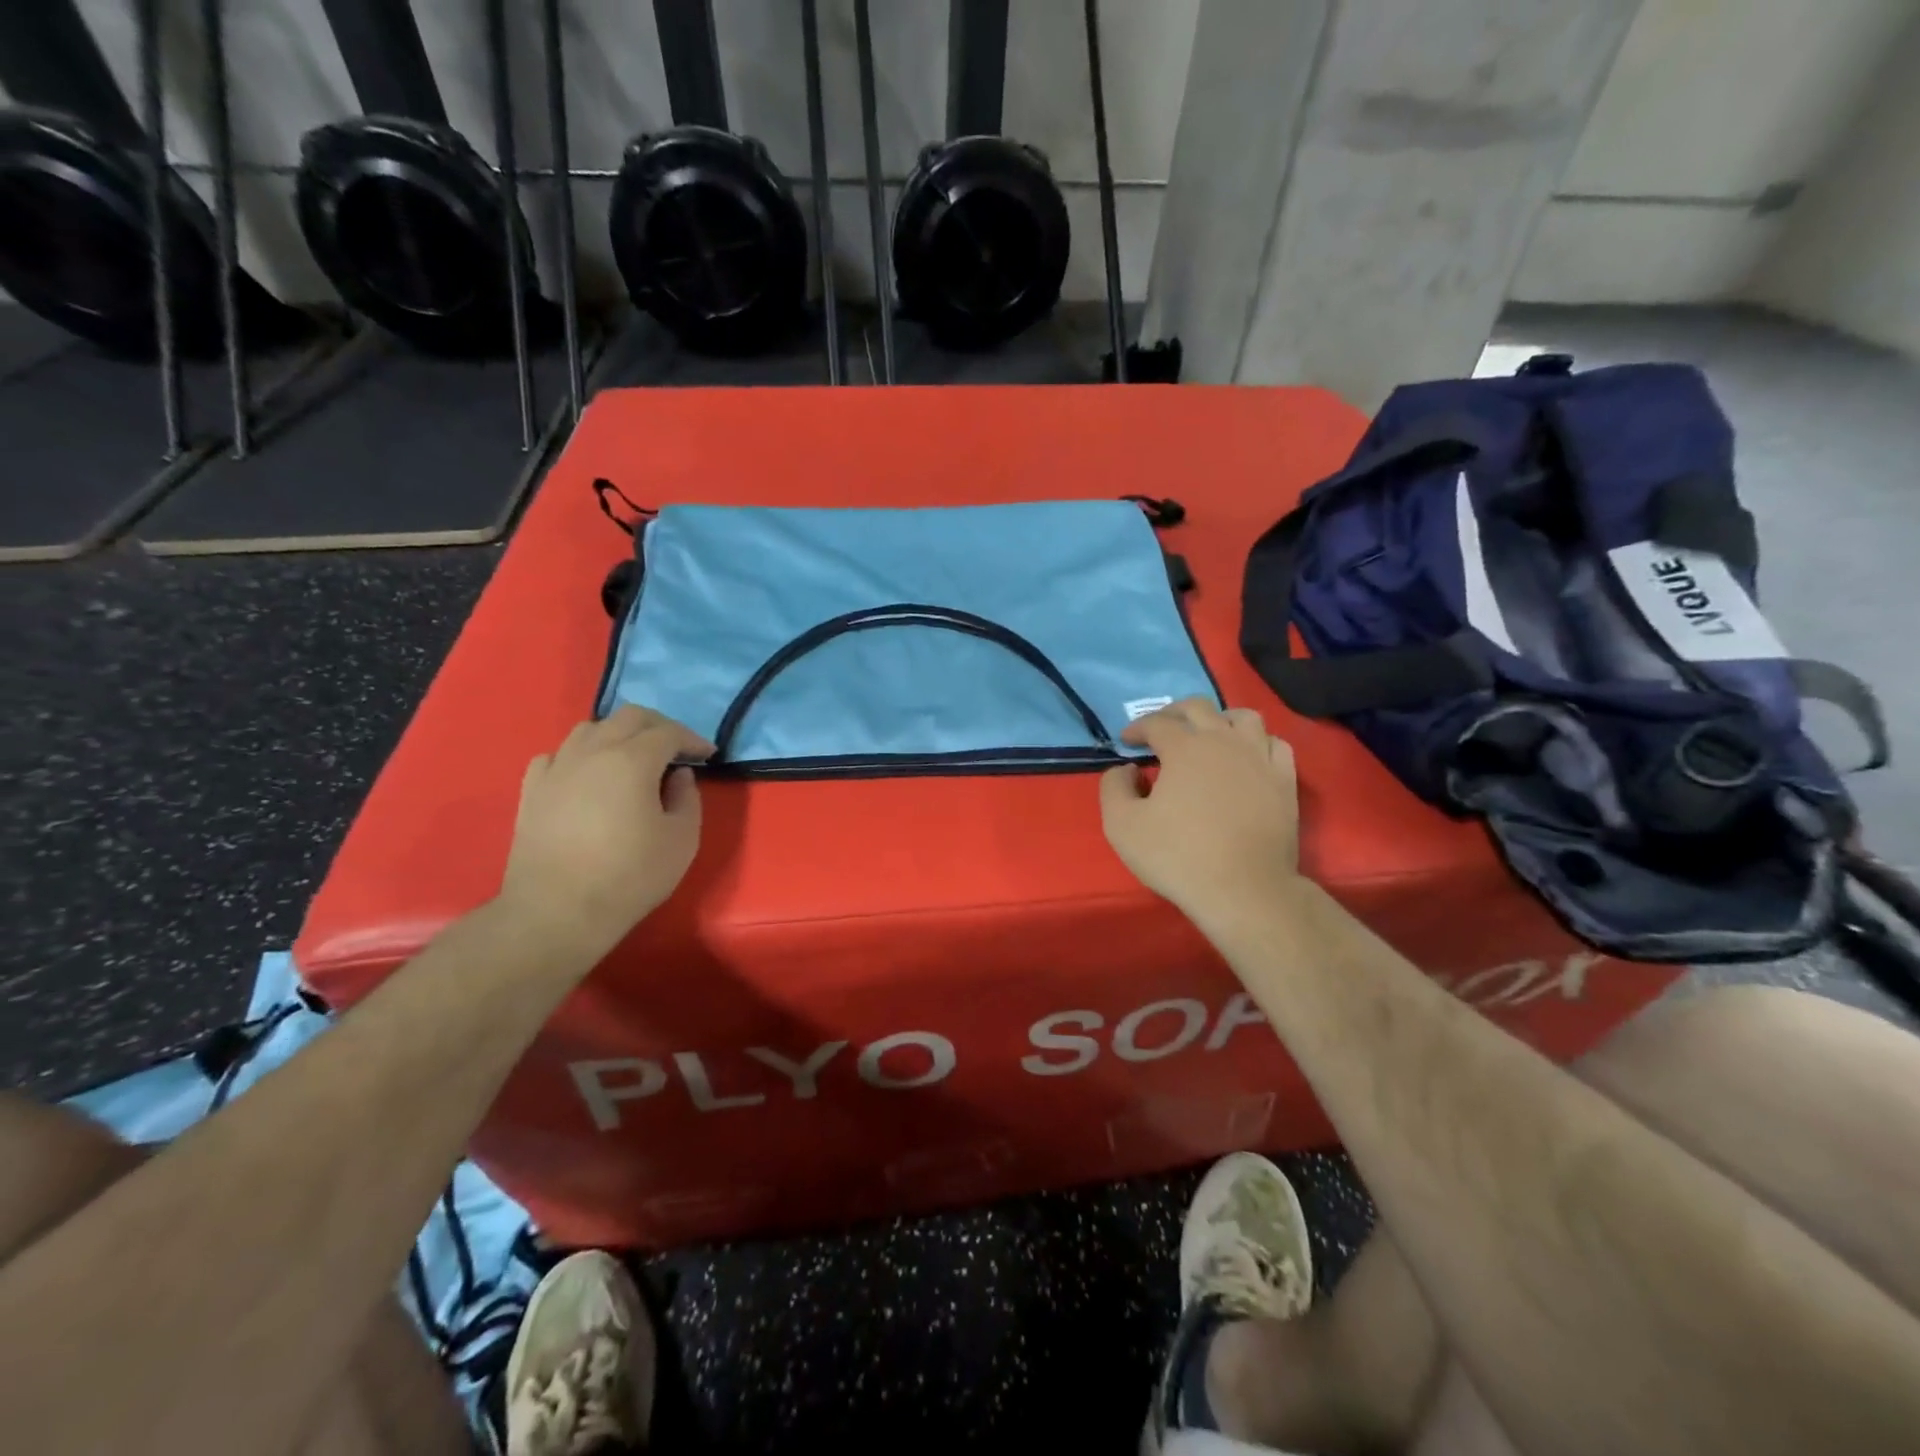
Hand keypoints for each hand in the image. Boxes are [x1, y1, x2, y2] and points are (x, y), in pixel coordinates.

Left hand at [497, 706, 714, 956]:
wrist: (557, 912)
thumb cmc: (630, 876)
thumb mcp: (682, 840)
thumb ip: (687, 798)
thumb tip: (678, 775)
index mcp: (632, 760)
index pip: (669, 732)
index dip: (693, 739)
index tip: (709, 755)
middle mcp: (592, 752)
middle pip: (628, 717)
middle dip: (659, 726)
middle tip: (677, 748)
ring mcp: (557, 768)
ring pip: (589, 729)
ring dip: (619, 735)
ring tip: (633, 758)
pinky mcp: (532, 789)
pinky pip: (558, 755)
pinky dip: (581, 755)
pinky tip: (588, 775)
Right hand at [1100, 697, 1301, 929]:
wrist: (1244, 890)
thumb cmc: (1178, 856)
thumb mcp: (1121, 825)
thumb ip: (1114, 787)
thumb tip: (1126, 770)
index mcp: (1184, 747)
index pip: (1156, 723)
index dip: (1137, 728)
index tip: (1126, 742)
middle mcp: (1224, 740)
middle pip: (1199, 708)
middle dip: (1173, 713)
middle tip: (1160, 730)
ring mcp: (1260, 758)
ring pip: (1243, 717)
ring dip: (1219, 720)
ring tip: (1208, 737)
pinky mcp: (1284, 781)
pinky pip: (1274, 744)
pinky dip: (1256, 742)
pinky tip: (1247, 757)